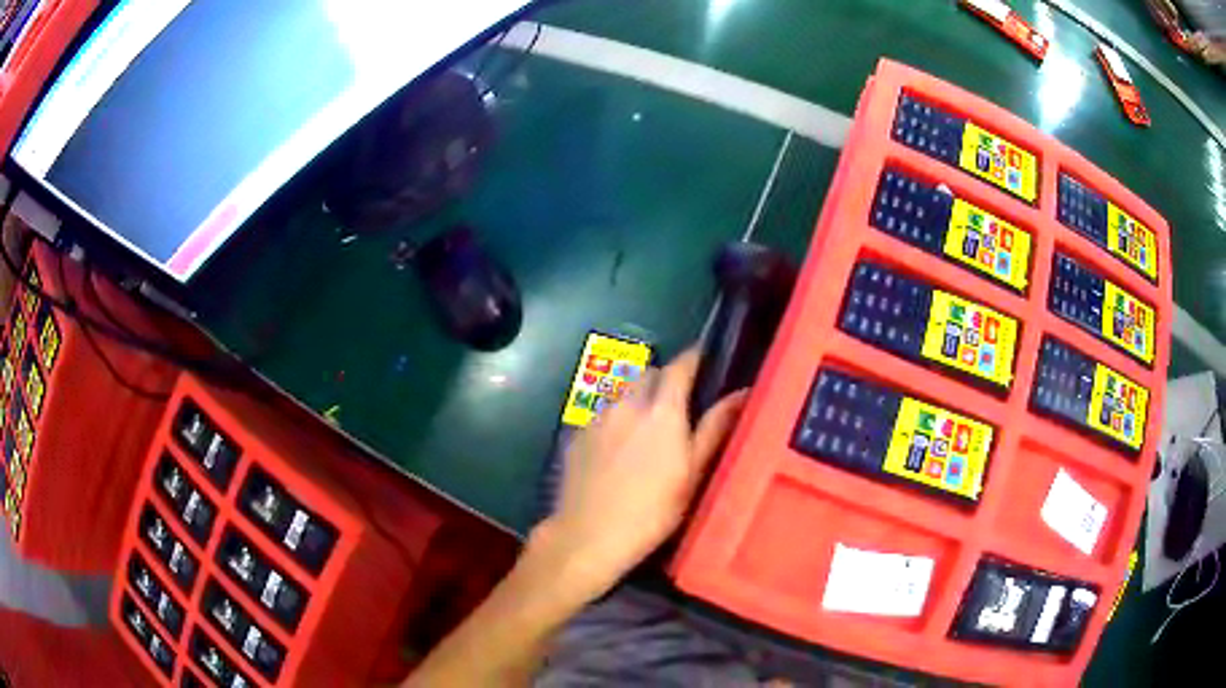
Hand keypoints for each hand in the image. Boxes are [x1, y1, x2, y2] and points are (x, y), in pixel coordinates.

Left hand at [532, 348, 747, 602]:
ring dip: (637, 399)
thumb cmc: (653, 511)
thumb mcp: (693, 474)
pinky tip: (616, 450)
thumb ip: (715, 428)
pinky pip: (601, 413)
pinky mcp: (577, 434)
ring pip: (623, 392)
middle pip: (648, 373)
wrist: (589, 535)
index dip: (693, 359)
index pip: (680, 365)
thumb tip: (741, 392)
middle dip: (664, 381)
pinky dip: (614, 419)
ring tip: (645, 431)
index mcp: (662, 410)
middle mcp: (627, 403)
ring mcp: (597, 417)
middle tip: (676, 408)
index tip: (704, 362)